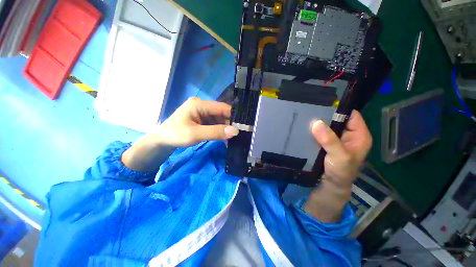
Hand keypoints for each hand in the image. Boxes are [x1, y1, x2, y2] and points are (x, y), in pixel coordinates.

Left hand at [152, 97, 238, 147]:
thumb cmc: (175, 135)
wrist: (161, 141)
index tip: (242, 127)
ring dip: (226, 129)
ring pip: (220, 120)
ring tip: (232, 139)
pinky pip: (215, 124)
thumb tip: (235, 131)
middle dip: (230, 124)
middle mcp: (202, 106)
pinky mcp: (203, 120)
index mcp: (199, 104)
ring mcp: (203, 113)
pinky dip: (221, 131)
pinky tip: (225, 138)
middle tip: (237, 136)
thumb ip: (215, 132)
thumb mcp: (195, 134)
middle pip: (222, 114)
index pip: (222, 108)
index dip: (233, 116)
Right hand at [304, 110, 371, 221]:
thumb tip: (316, 122)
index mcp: (359, 135)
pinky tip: (305, 127)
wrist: (330, 184)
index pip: (351, 115)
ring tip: (305, 116)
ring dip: (318, 123)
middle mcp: (349, 134)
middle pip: (338, 119)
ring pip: (328, 126)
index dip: (339, 109)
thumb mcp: (339, 156)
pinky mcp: (327, 142)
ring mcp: (337, 138)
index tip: (322, 105)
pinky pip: (321, 132)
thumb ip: (330, 140)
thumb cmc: (341, 172)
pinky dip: (314, 130)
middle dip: (325, 115)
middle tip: (310, 110)